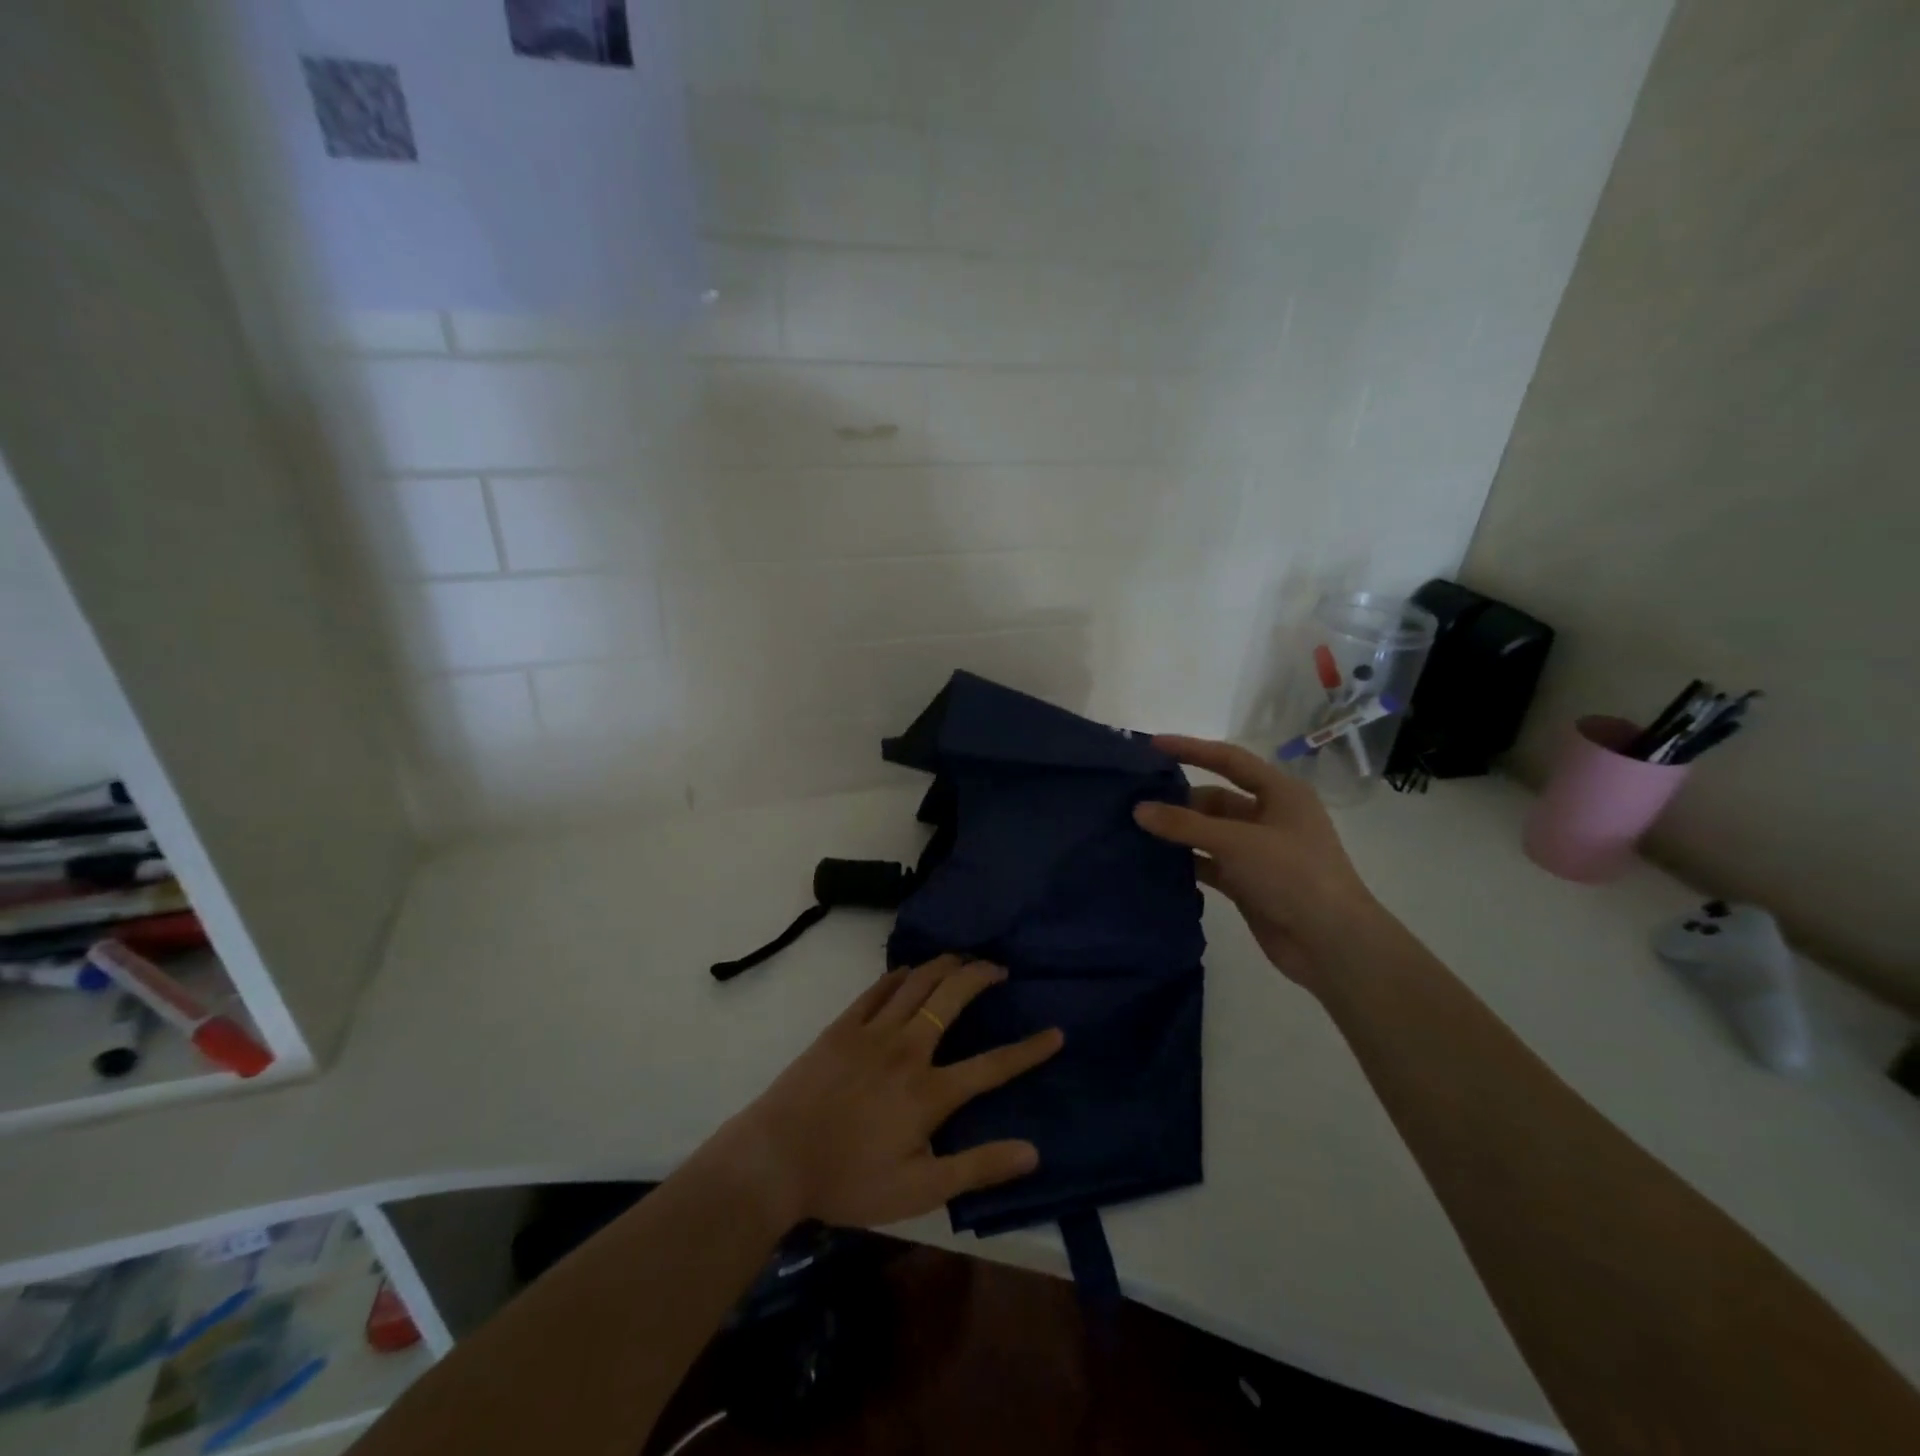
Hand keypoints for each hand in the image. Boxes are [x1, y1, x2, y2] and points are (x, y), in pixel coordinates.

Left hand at [713, 956, 1063, 1229]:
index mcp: (929, 1091)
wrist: (776, 1158)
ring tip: (963, 958)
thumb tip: (1032, 1151)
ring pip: (917, 983)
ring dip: (944, 965)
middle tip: (999, 969)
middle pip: (952, 998)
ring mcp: (872, 1032)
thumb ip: (976, 1168)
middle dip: (981, 976)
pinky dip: (899, 974)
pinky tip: (909, 970)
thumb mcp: (918, 1189)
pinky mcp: (842, 1026)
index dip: (1029, 1050)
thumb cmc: (848, 1179)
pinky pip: (877, 989)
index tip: (1056, 1033)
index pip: (992, 1065)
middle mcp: (907, 1049)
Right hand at [1134, 734, 1381, 985]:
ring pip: (1210, 832)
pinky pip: (1209, 862)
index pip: (1229, 760)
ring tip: (1135, 828)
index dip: (1191, 749)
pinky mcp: (1248, 883)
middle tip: (1134, 798)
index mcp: (1281, 794)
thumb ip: (1185, 824)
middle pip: (1216, 798)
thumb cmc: (1292, 875)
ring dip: (1178, 831)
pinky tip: (1154, 860)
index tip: (1153, 745)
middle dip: (1178, 798)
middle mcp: (1270, 817)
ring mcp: (1259, 852)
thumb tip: (1139, 809)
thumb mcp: (1237, 842)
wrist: (1331, 943)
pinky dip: (1186, 860)